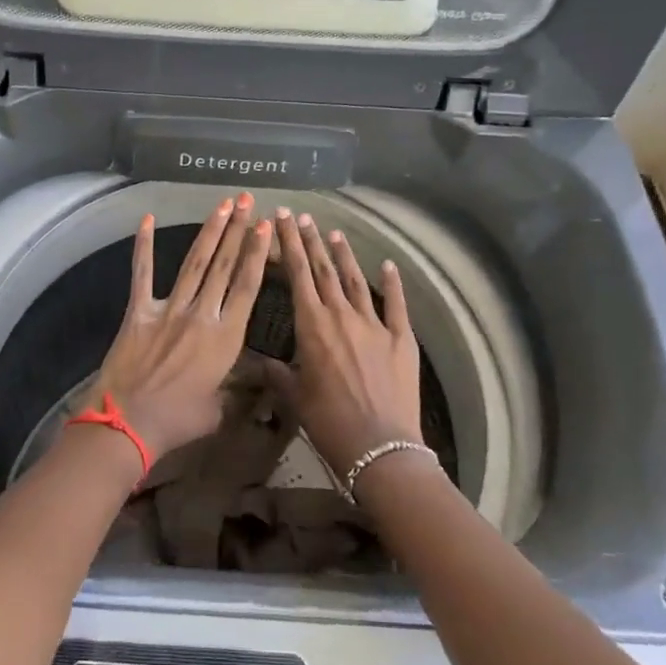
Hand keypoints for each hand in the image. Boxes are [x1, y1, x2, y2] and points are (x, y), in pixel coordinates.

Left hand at [91, 194, 272, 461]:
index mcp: (226, 338)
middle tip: (247, 201)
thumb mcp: (219, 409)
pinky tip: (146, 219)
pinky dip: (143, 245)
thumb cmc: (179, 421)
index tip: (266, 226)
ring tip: (222, 205)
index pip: (247, 286)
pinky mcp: (139, 311)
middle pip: (225, 265)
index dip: (258, 253)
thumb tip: (254, 383)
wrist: (129, 423)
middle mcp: (202, 314)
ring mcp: (169, 309)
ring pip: (194, 262)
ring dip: (209, 231)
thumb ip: (236, 389)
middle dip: (238, 230)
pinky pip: (142, 273)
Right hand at [275, 208, 420, 477]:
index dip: (289, 243)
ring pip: (355, 280)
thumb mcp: (296, 397)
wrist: (380, 447)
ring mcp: (374, 324)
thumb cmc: (329, 423)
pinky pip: (396, 304)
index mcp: (312, 325)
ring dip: (343, 255)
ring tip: (334, 233)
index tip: (282, 218)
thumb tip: (264, 364)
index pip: (297, 274)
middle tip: (302, 216)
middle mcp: (342, 315)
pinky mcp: (401, 338)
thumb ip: (279, 374)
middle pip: (324, 269)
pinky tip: (387, 265)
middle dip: (311, 240)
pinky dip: (392, 282)